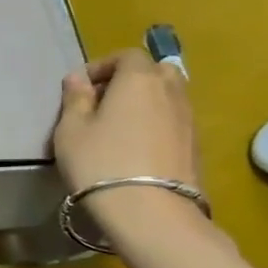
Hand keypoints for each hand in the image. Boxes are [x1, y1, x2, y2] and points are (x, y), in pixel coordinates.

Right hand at [53, 49, 201, 237]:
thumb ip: (75, 99)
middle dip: (131, 80)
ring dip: (145, 103)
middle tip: (104, 102)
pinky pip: (174, 122)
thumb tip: (78, 79)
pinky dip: (157, 124)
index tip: (82, 87)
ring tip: (119, 127)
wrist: (150, 212)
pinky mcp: (196, 147)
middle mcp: (171, 92)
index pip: (127, 55)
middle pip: (156, 71)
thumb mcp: (71, 130)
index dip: (103, 65)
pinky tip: (136, 149)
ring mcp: (189, 120)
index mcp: (139, 79)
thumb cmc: (101, 163)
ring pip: (168, 97)